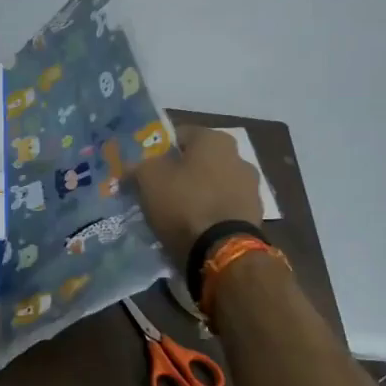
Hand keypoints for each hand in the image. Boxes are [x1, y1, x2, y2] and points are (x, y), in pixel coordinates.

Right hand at [131, 126, 268, 260]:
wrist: (222, 250)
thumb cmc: (184, 203)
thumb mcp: (147, 179)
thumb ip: (137, 167)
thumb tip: (129, 168)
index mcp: (214, 139)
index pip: (179, 135)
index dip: (158, 151)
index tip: (144, 168)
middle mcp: (238, 156)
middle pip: (199, 161)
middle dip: (180, 173)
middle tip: (158, 191)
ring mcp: (251, 187)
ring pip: (213, 184)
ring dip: (197, 194)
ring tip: (175, 214)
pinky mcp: (255, 215)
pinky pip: (224, 207)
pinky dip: (210, 213)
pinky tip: (194, 228)